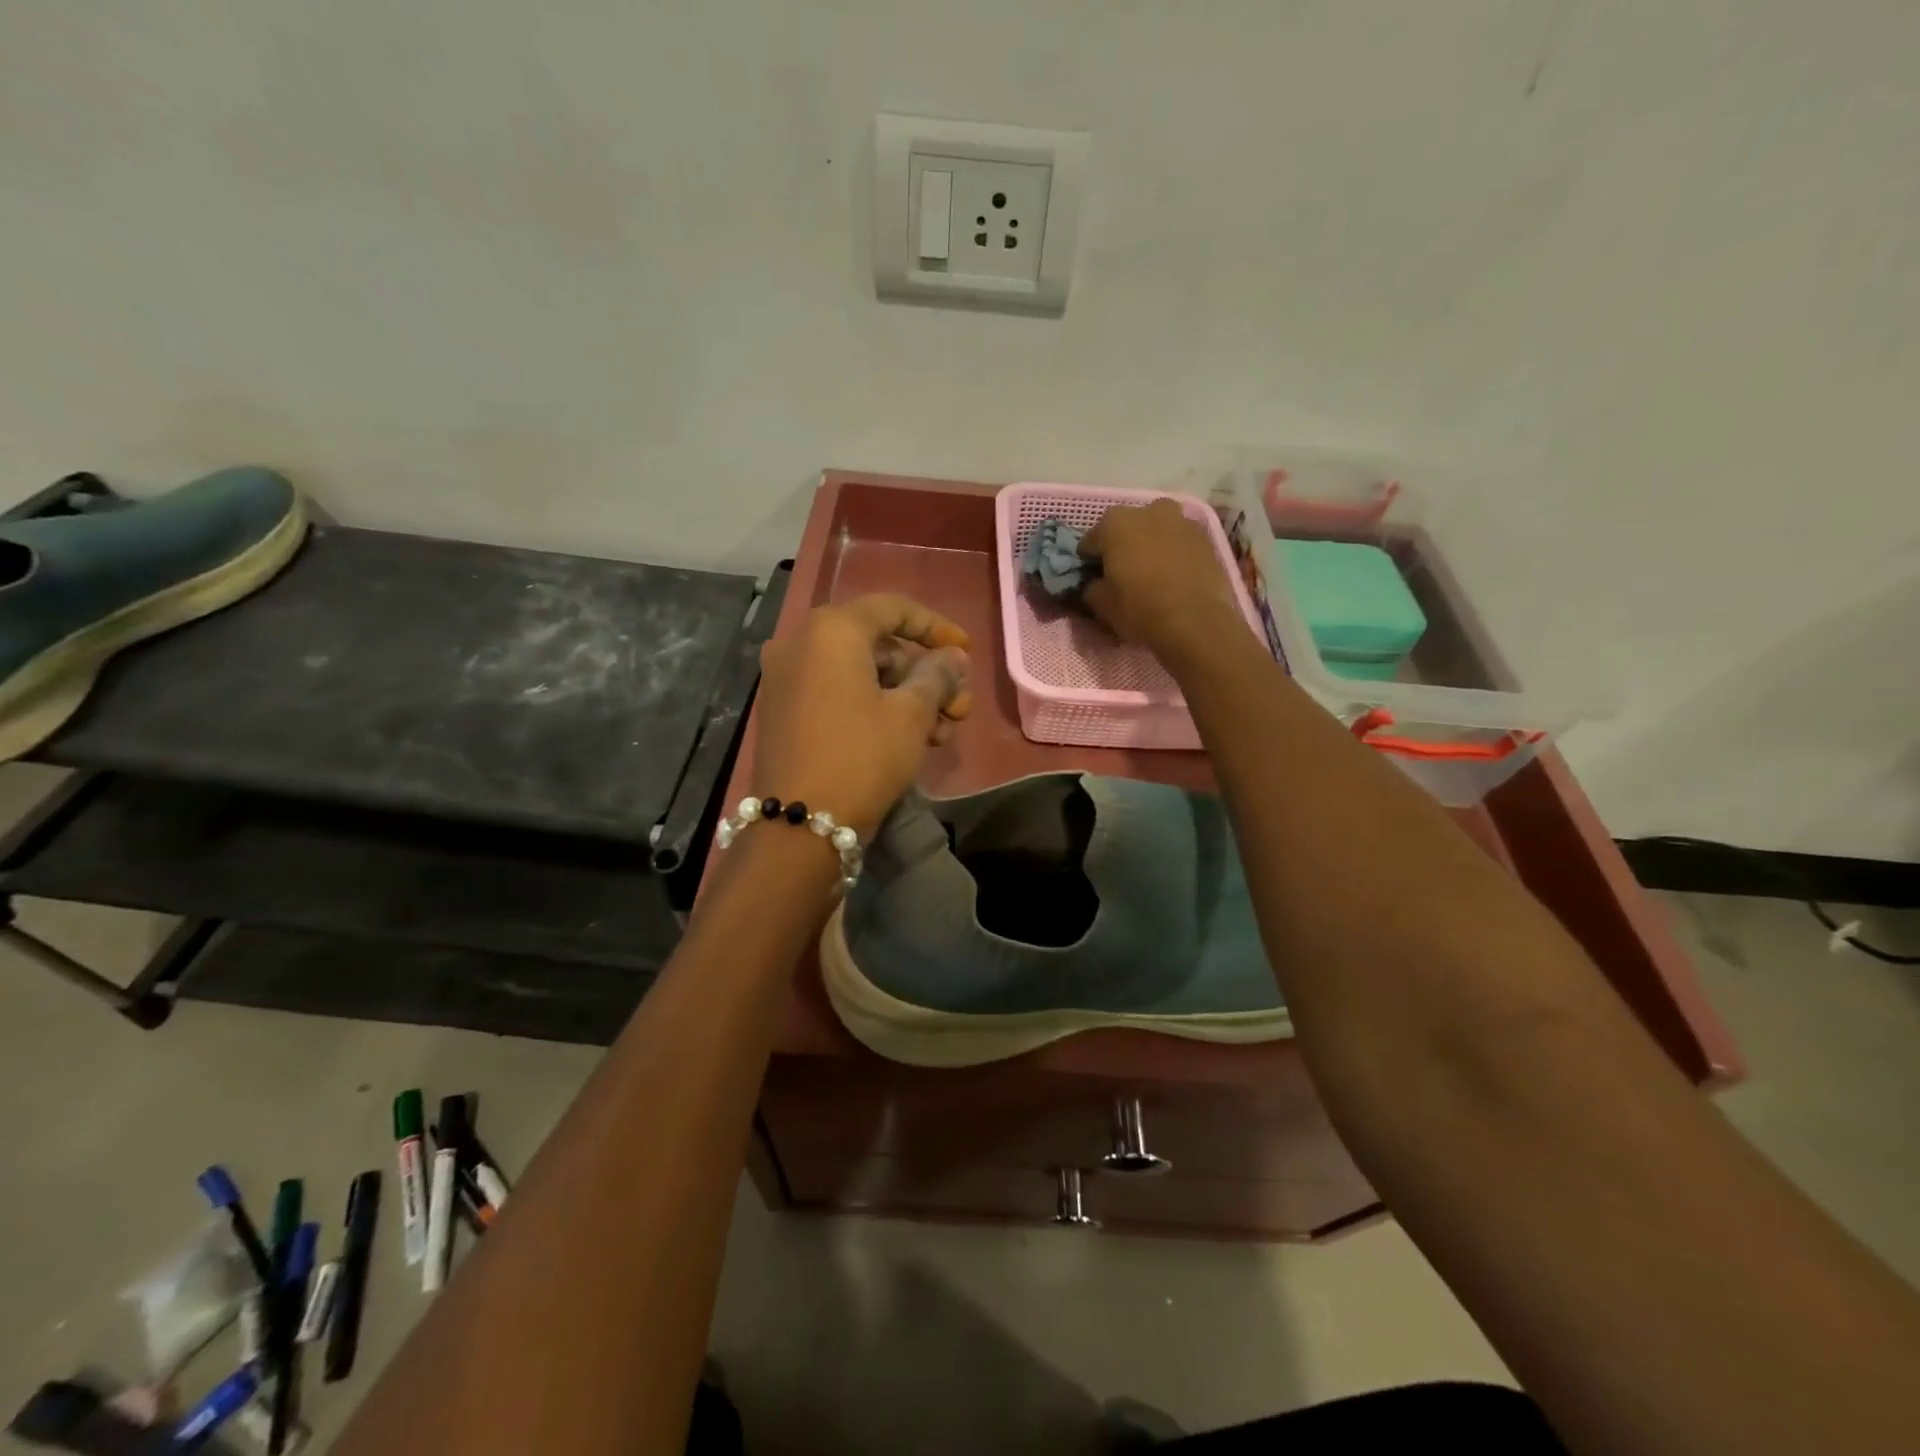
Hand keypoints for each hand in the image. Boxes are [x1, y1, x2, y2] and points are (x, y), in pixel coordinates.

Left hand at [751, 594, 971, 836]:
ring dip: (905, 696)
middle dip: (924, 674)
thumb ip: (937, 675)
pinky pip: (837, 693)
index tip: (966, 651)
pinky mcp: (783, 711)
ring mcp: (786, 678)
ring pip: (860, 673)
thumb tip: (953, 658)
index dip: (936, 627)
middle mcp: (800, 643)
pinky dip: (874, 707)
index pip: (893, 609)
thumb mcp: (911, 714)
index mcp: (830, 630)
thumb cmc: (861, 757)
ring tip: (942, 733)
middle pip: (877, 644)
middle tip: (958, 706)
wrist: (800, 826)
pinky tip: (908, 738)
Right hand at [1080, 499, 1242, 654]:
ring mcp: (1180, 520)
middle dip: (1121, 547)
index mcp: (1114, 523)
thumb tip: (1094, 583)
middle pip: (1125, 528)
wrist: (1195, 621)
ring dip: (1149, 544)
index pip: (1090, 542)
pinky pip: (1179, 541)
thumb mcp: (1100, 604)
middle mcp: (1147, 510)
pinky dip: (1173, 552)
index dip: (1089, 562)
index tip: (1094, 579)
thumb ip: (1090, 586)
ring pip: (1155, 530)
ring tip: (1151, 572)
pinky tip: (1173, 575)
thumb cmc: (1140, 608)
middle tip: (1122, 574)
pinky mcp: (1204, 536)